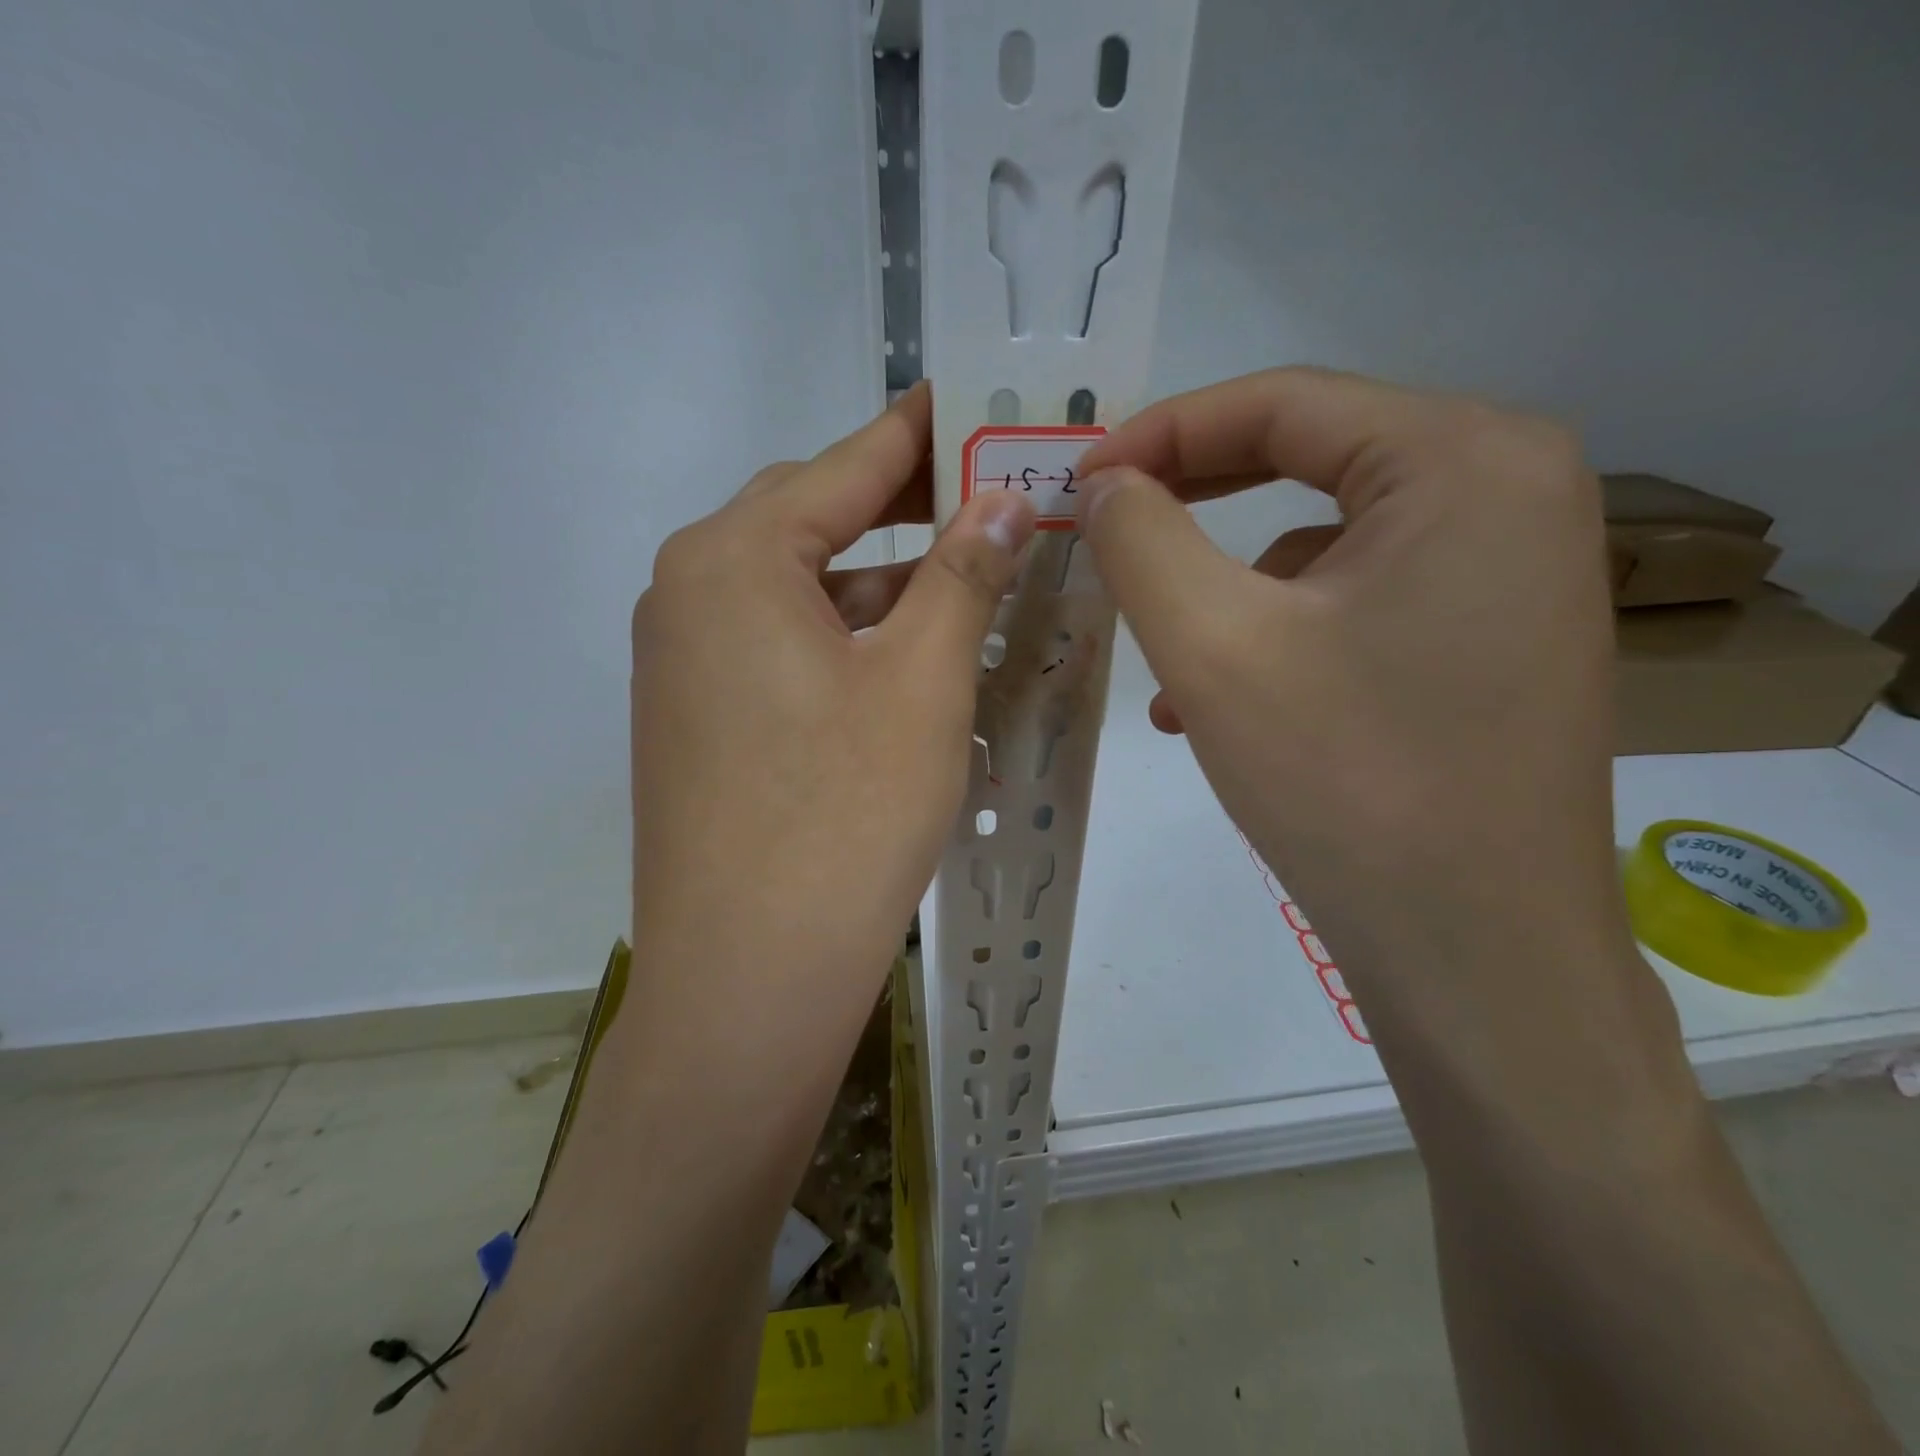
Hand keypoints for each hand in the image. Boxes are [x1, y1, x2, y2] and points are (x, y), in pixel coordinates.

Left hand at [630, 383, 1034, 1018]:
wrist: (750, 977)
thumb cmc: (844, 815)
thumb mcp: (922, 681)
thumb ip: (963, 573)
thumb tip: (1005, 497)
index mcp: (731, 560)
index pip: (841, 467)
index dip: (915, 433)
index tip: (967, 398)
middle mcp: (687, 595)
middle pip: (811, 523)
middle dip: (901, 508)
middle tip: (986, 496)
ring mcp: (683, 664)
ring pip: (799, 593)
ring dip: (879, 584)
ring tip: (965, 579)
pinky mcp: (697, 720)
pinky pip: (781, 648)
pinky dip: (845, 639)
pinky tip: (905, 658)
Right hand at [1074, 369, 1660, 1061]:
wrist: (1477, 956)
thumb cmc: (1347, 782)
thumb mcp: (1213, 647)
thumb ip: (1141, 540)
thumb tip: (1105, 484)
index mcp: (1467, 459)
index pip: (1283, 402)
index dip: (1161, 433)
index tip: (1077, 481)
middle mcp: (1512, 490)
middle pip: (1311, 460)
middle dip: (1191, 501)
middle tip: (1102, 529)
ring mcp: (1512, 570)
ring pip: (1325, 541)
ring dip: (1226, 587)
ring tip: (1162, 663)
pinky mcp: (1492, 638)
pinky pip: (1357, 601)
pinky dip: (1277, 633)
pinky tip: (1225, 703)